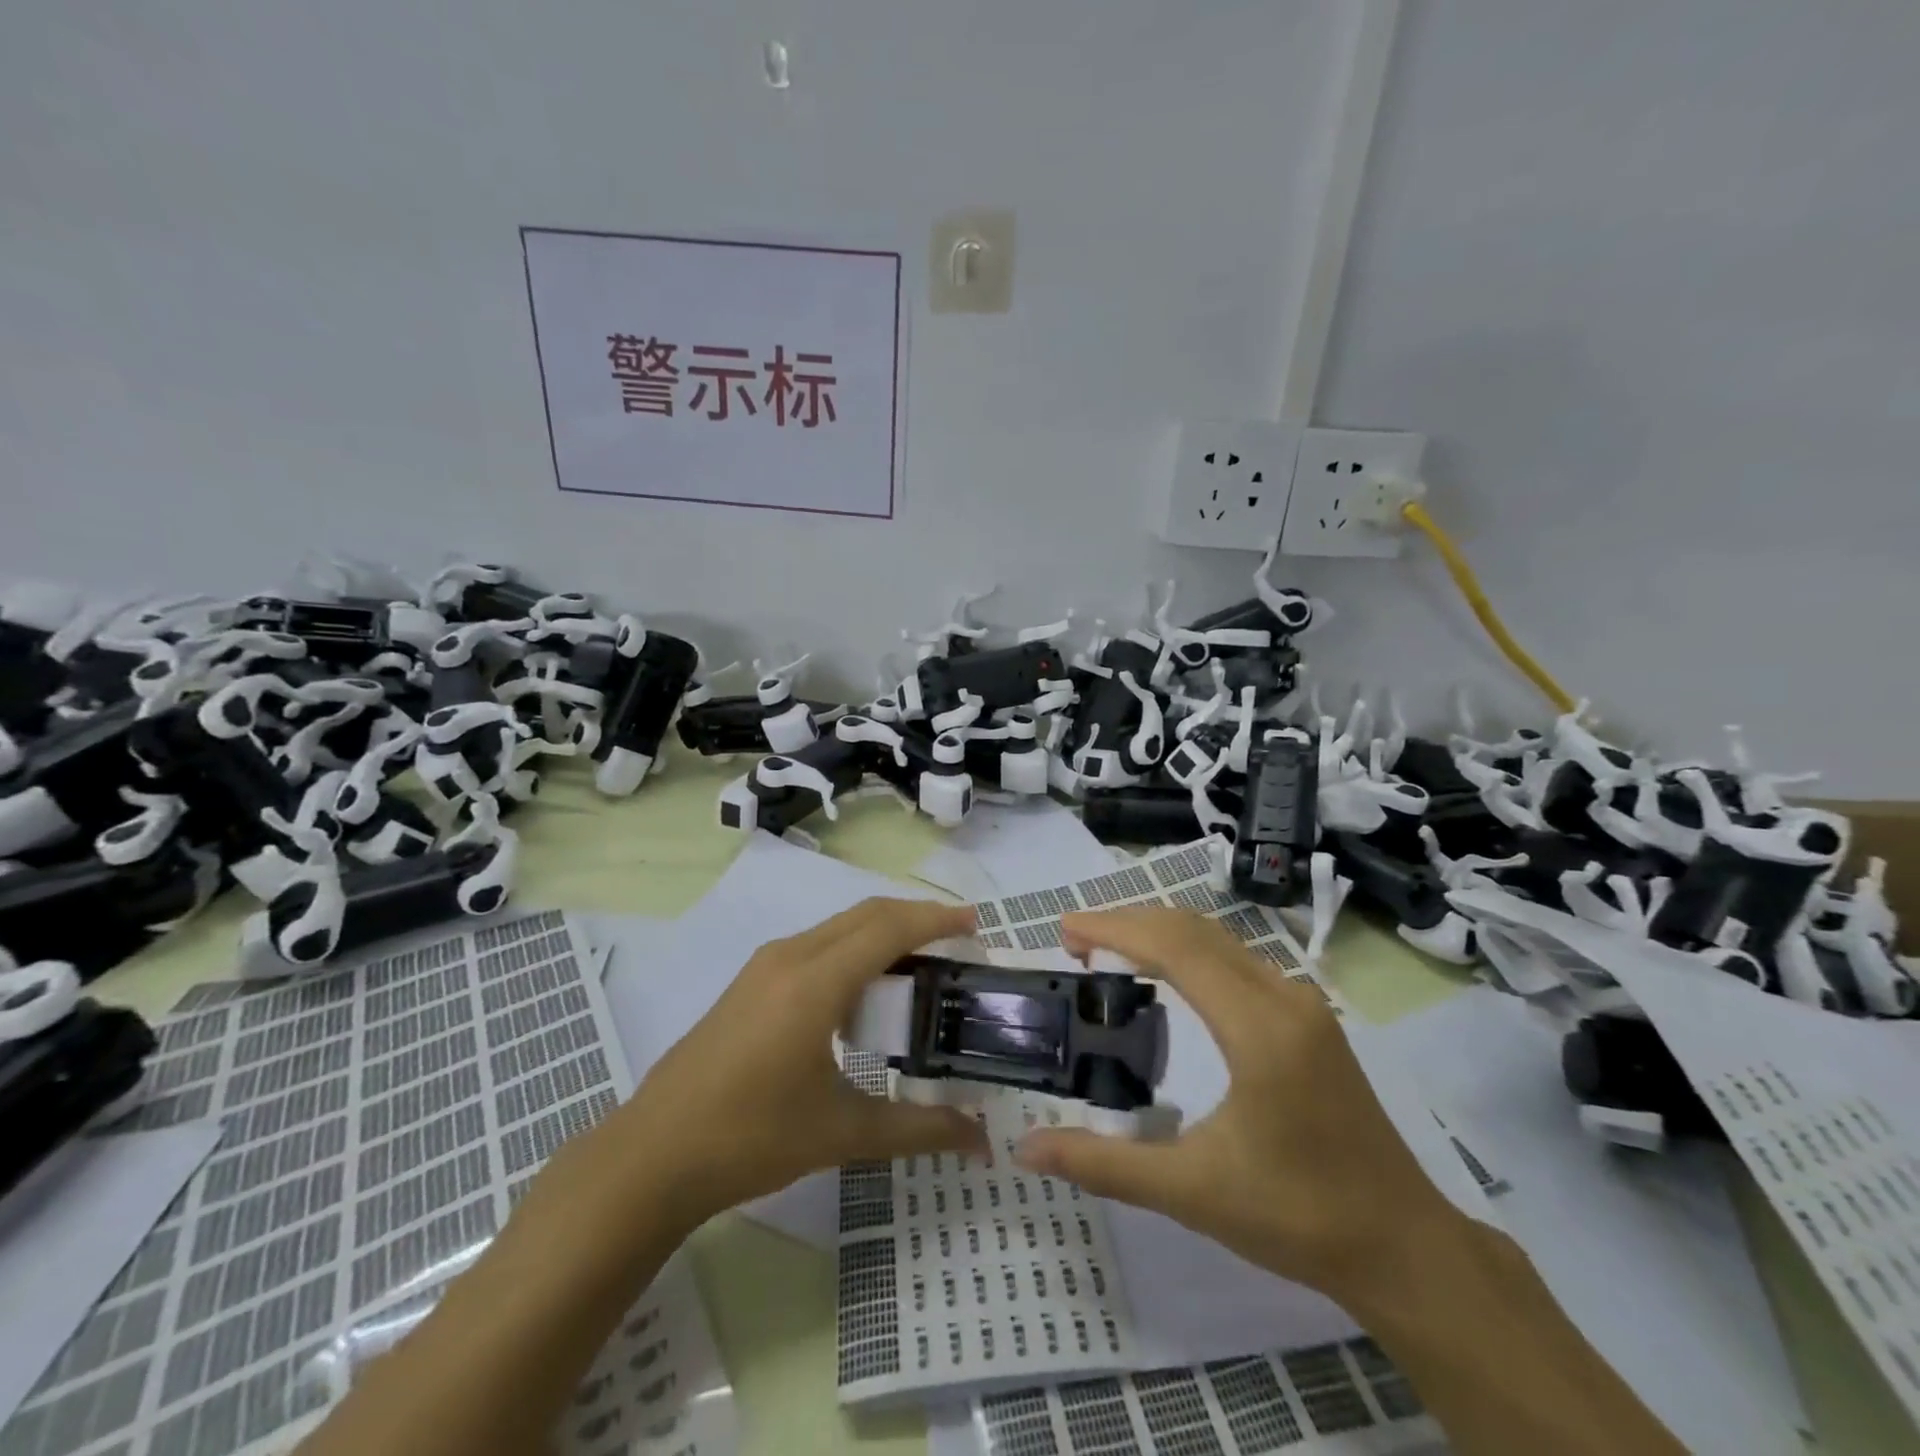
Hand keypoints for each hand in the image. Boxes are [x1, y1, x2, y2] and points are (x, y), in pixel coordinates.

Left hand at [618, 897, 988, 1233]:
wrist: (652, 1156)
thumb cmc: (751, 1138)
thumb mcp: (842, 1133)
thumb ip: (918, 1128)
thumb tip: (981, 1139)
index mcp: (815, 981)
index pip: (888, 927)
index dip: (935, 918)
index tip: (975, 923)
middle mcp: (791, 956)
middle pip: (866, 915)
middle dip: (915, 918)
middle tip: (958, 944)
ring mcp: (765, 966)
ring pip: (839, 927)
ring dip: (883, 934)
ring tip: (921, 967)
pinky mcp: (751, 982)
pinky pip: (817, 945)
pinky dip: (854, 950)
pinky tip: (865, 992)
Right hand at [1014, 908, 1459, 1302]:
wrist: (1405, 1248)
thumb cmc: (1298, 1218)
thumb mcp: (1191, 1192)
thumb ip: (1104, 1164)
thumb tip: (1027, 1148)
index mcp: (1258, 1028)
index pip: (1174, 948)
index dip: (1114, 929)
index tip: (1065, 930)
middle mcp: (1284, 997)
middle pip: (1194, 929)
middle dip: (1129, 922)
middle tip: (1075, 939)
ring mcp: (1302, 1004)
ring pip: (1218, 939)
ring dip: (1159, 933)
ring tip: (1107, 951)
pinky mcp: (1309, 1018)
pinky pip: (1237, 959)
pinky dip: (1188, 951)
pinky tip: (1166, 977)